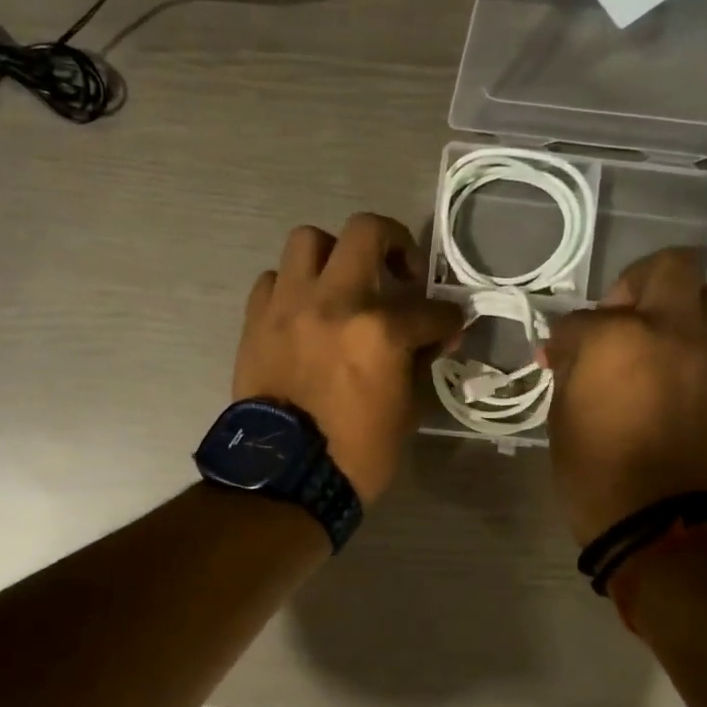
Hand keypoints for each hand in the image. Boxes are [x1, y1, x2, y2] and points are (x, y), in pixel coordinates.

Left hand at [234, 215, 464, 504]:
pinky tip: (304, 310)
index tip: (450, 325)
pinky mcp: (256, 320)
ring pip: (309, 240)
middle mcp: (334, 302)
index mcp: (380, 331)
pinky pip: (274, 280)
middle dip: (395, 242)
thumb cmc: (354, 454)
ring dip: (333, 254)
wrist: (282, 477)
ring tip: (342, 282)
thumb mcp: (404, 412)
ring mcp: (290, 305)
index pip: (430, 310)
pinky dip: (293, 287)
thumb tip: (429, 337)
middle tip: (400, 270)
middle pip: (367, 230)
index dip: (448, 319)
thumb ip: (417, 362)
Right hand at [544, 248, 706, 545]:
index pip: (584, 317)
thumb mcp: (563, 415)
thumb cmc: (597, 473)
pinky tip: (691, 377)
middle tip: (626, 314)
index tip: (560, 355)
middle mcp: (676, 330)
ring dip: (690, 306)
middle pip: (672, 266)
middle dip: (642, 281)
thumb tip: (569, 350)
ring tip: (671, 338)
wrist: (665, 524)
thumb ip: (571, 368)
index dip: (566, 337)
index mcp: (618, 338)